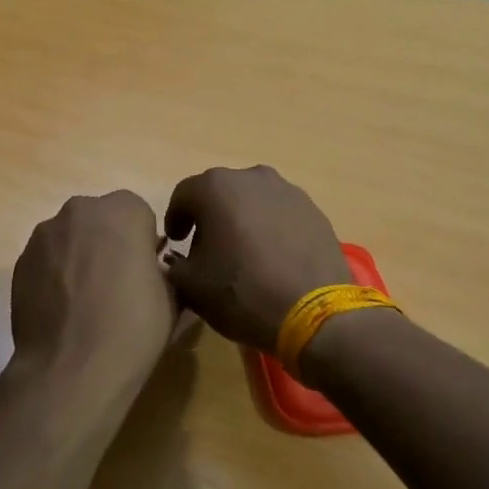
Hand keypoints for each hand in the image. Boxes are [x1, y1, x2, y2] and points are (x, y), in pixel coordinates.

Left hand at [8, 191, 177, 412]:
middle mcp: (80, 210)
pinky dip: (56, 276)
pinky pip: (47, 260)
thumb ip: (164, 268)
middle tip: (117, 284)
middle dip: (109, 243)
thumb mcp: (173, 296)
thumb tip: (152, 269)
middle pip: (100, 220)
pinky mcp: (20, 262)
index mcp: (124, 211)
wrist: (71, 367)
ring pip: (71, 238)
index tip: (145, 272)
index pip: (139, 215)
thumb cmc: (133, 327)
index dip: (144, 243)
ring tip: (86, 301)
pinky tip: (64, 311)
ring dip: (80, 257)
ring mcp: (44, 235)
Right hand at [161, 166, 351, 350]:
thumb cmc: (242, 293)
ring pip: (253, 200)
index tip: (176, 242)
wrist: (314, 312)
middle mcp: (252, 177)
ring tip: (242, 252)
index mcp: (216, 187)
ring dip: (242, 219)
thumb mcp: (191, 286)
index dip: (175, 219)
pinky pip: (280, 213)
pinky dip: (270, 228)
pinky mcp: (314, 210)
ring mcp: (288, 191)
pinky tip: (272, 257)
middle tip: (207, 248)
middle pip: (220, 192)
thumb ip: (174, 265)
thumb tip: (177, 260)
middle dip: (210, 217)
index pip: (183, 196)